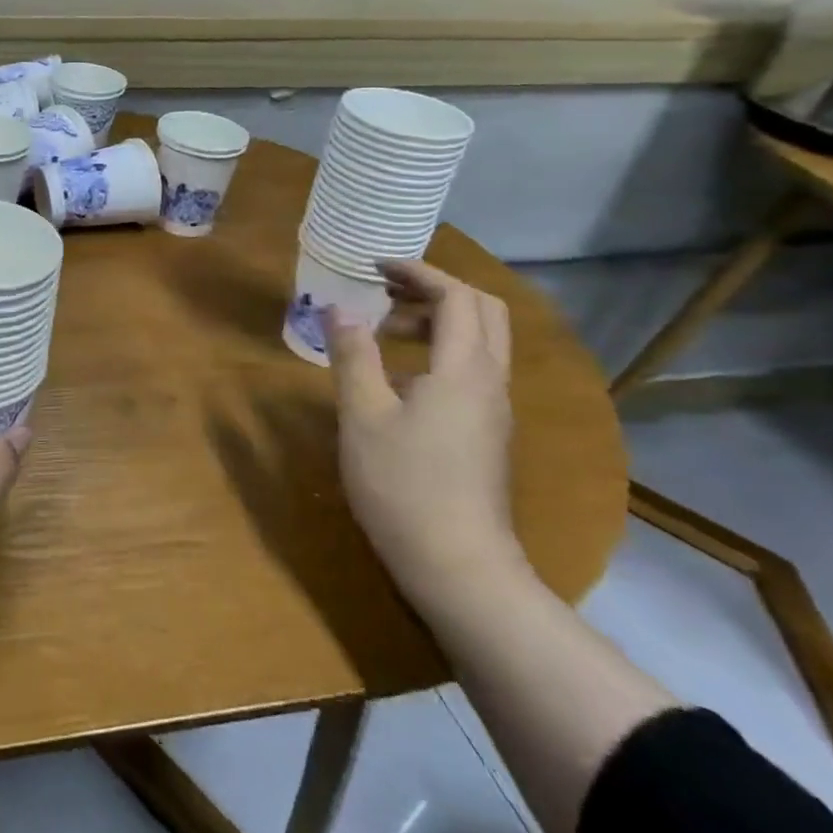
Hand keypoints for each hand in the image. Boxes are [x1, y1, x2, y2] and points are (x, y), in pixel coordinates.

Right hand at [327, 261, 522, 606]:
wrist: (458, 565)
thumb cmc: (403, 484)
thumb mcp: (363, 414)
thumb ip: (353, 355)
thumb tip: (339, 309)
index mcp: (464, 370)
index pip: (457, 297)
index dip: (419, 272)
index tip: (374, 267)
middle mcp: (491, 382)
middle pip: (483, 312)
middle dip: (435, 289)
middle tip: (385, 288)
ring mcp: (494, 410)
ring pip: (480, 342)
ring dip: (437, 320)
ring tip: (384, 328)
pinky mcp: (486, 433)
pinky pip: (472, 369)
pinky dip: (439, 350)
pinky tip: (399, 374)